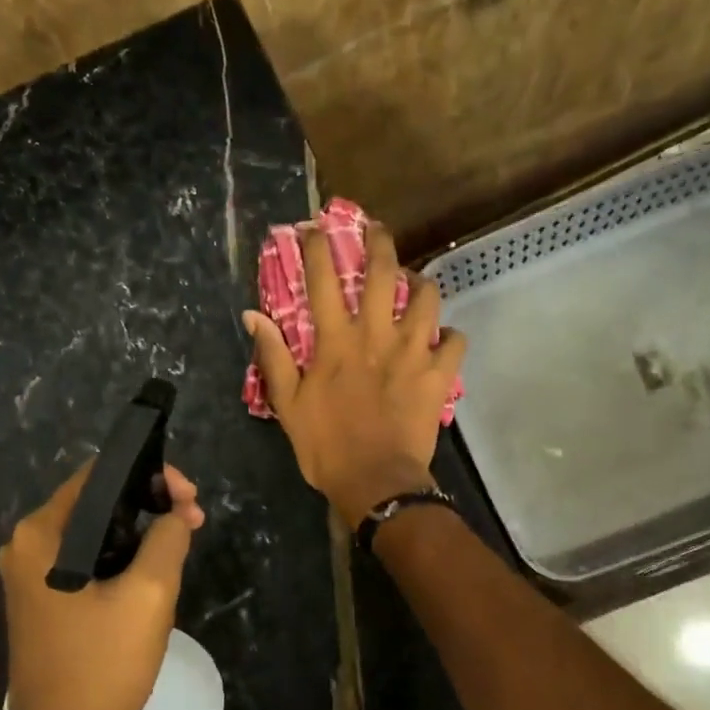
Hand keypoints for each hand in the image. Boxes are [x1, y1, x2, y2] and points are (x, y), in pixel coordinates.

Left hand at [0, 463, 203, 709]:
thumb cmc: (101, 666)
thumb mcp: (149, 595)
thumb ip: (167, 539)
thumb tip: (175, 515)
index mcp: (42, 534)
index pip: (100, 475)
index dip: (151, 475)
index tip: (191, 499)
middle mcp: (27, 546)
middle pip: (97, 502)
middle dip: (150, 505)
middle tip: (194, 522)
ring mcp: (30, 576)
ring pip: (95, 533)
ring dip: (139, 533)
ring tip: (181, 545)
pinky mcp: (42, 601)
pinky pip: (86, 561)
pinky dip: (121, 558)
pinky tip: (151, 573)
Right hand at [246, 220, 466, 526]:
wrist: (375, 482)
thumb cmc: (326, 447)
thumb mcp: (287, 405)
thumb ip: (272, 357)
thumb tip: (252, 316)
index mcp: (336, 341)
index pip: (322, 280)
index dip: (317, 247)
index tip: (315, 228)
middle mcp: (376, 335)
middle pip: (382, 272)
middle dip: (380, 241)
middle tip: (378, 229)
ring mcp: (413, 352)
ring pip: (427, 297)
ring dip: (422, 284)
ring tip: (416, 284)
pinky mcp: (439, 375)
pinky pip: (456, 342)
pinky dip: (450, 336)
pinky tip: (443, 339)